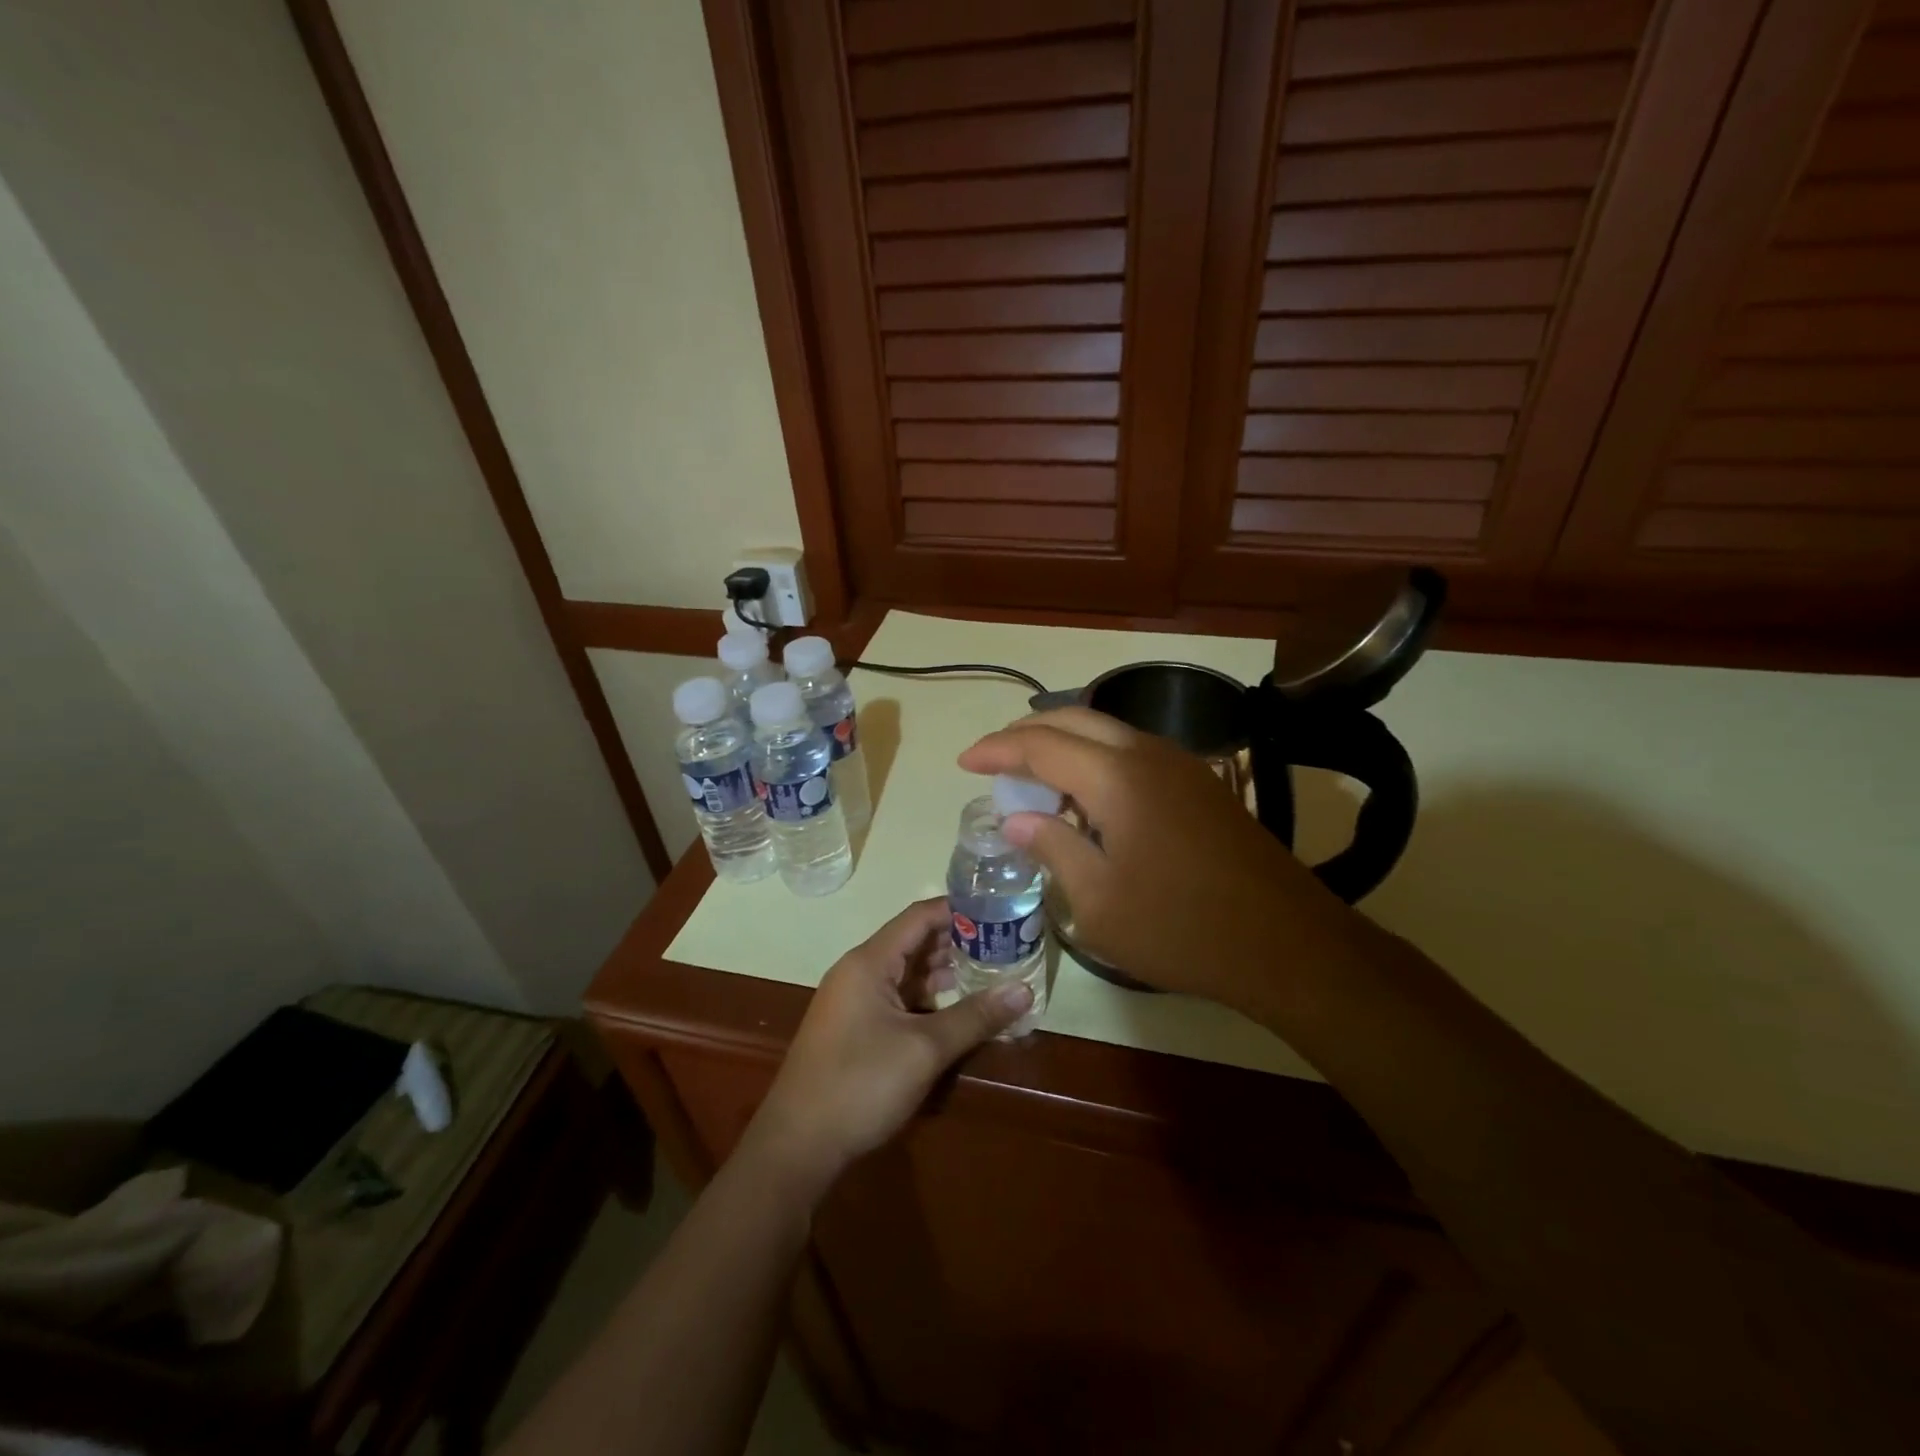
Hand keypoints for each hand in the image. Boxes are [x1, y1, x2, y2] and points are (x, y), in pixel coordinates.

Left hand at [745, 899, 1032, 1195]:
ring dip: (944, 972)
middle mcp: (859, 972)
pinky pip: (898, 999)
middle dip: (957, 942)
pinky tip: (957, 1010)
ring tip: (990, 973)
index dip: (958, 910)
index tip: (998, 910)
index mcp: (869, 962)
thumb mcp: (924, 1050)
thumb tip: (1025, 990)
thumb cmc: (860, 1084)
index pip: (919, 917)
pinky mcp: (856, 1028)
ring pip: (906, 973)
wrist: (797, 1145)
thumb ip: (974, 1017)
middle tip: (1004, 944)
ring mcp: (855, 1001)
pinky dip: (928, 998)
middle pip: (913, 942)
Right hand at [959, 708, 1363, 1010]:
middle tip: (994, 760)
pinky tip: (1087, 796)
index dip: (997, 749)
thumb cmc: (1180, 929)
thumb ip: (1052, 848)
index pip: (1041, 744)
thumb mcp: (1098, 902)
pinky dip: (1096, 758)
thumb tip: (1016, 818)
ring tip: (1034, 777)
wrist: (1285, 944)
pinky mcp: (1200, 784)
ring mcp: (1180, 765)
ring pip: (1107, 730)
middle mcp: (1147, 755)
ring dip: (1064, 742)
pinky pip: (1133, 751)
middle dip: (1027, 733)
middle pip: (1074, 719)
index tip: (964, 762)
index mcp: (1116, 778)